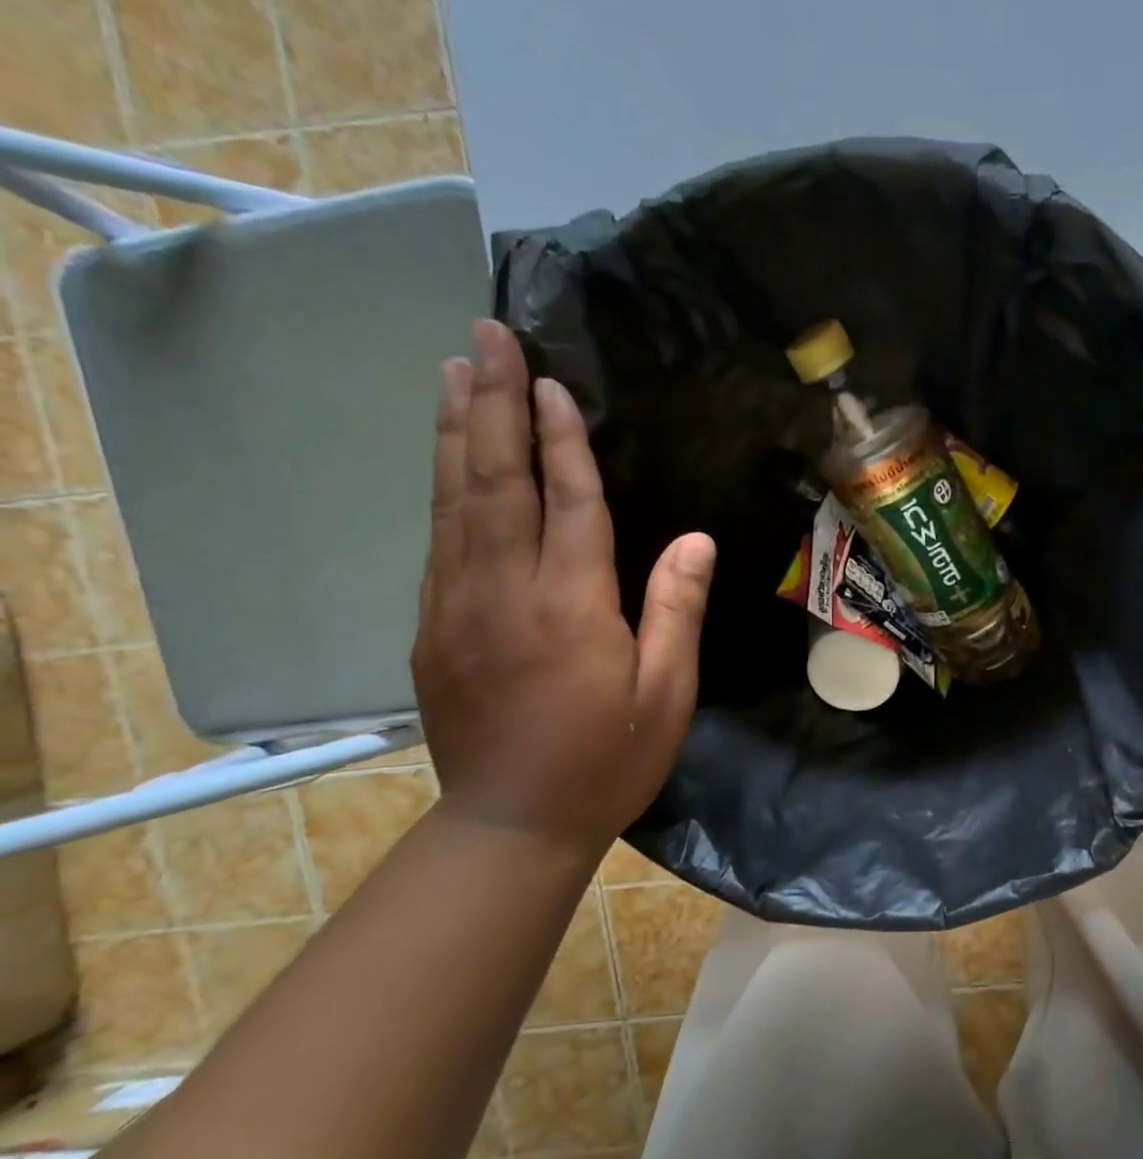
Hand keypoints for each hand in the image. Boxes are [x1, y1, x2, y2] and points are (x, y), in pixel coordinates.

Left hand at [412, 320, 715, 854]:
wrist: (514, 823)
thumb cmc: (608, 761)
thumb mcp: (667, 695)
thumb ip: (676, 611)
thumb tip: (693, 539)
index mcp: (570, 608)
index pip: (569, 503)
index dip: (562, 439)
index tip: (552, 380)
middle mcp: (504, 592)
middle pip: (495, 481)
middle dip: (491, 403)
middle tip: (485, 335)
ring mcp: (456, 607)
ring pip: (453, 501)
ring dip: (455, 431)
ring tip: (454, 371)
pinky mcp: (433, 628)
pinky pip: (438, 540)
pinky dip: (443, 488)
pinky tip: (448, 459)